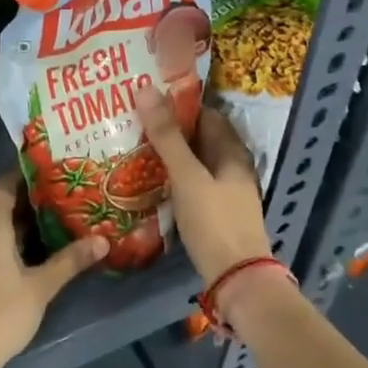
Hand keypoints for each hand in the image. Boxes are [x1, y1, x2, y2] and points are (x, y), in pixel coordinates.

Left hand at [0, 172, 106, 367]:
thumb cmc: (1, 315)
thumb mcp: (41, 287)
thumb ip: (70, 260)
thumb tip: (103, 240)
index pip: (5, 184)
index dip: (27, 176)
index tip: (53, 174)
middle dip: (28, 205)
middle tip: (62, 203)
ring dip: (16, 228)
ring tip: (51, 230)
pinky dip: (2, 245)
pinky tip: (25, 259)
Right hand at [136, 85, 272, 285]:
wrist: (236, 279)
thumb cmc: (215, 222)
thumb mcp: (188, 176)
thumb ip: (167, 136)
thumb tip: (145, 88)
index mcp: (232, 152)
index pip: (205, 115)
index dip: (178, 104)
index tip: (146, 97)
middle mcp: (231, 167)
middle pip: (198, 139)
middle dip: (169, 129)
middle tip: (131, 120)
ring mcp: (223, 192)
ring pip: (193, 163)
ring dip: (168, 155)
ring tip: (132, 146)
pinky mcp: (213, 213)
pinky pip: (190, 185)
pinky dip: (171, 178)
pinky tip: (148, 180)